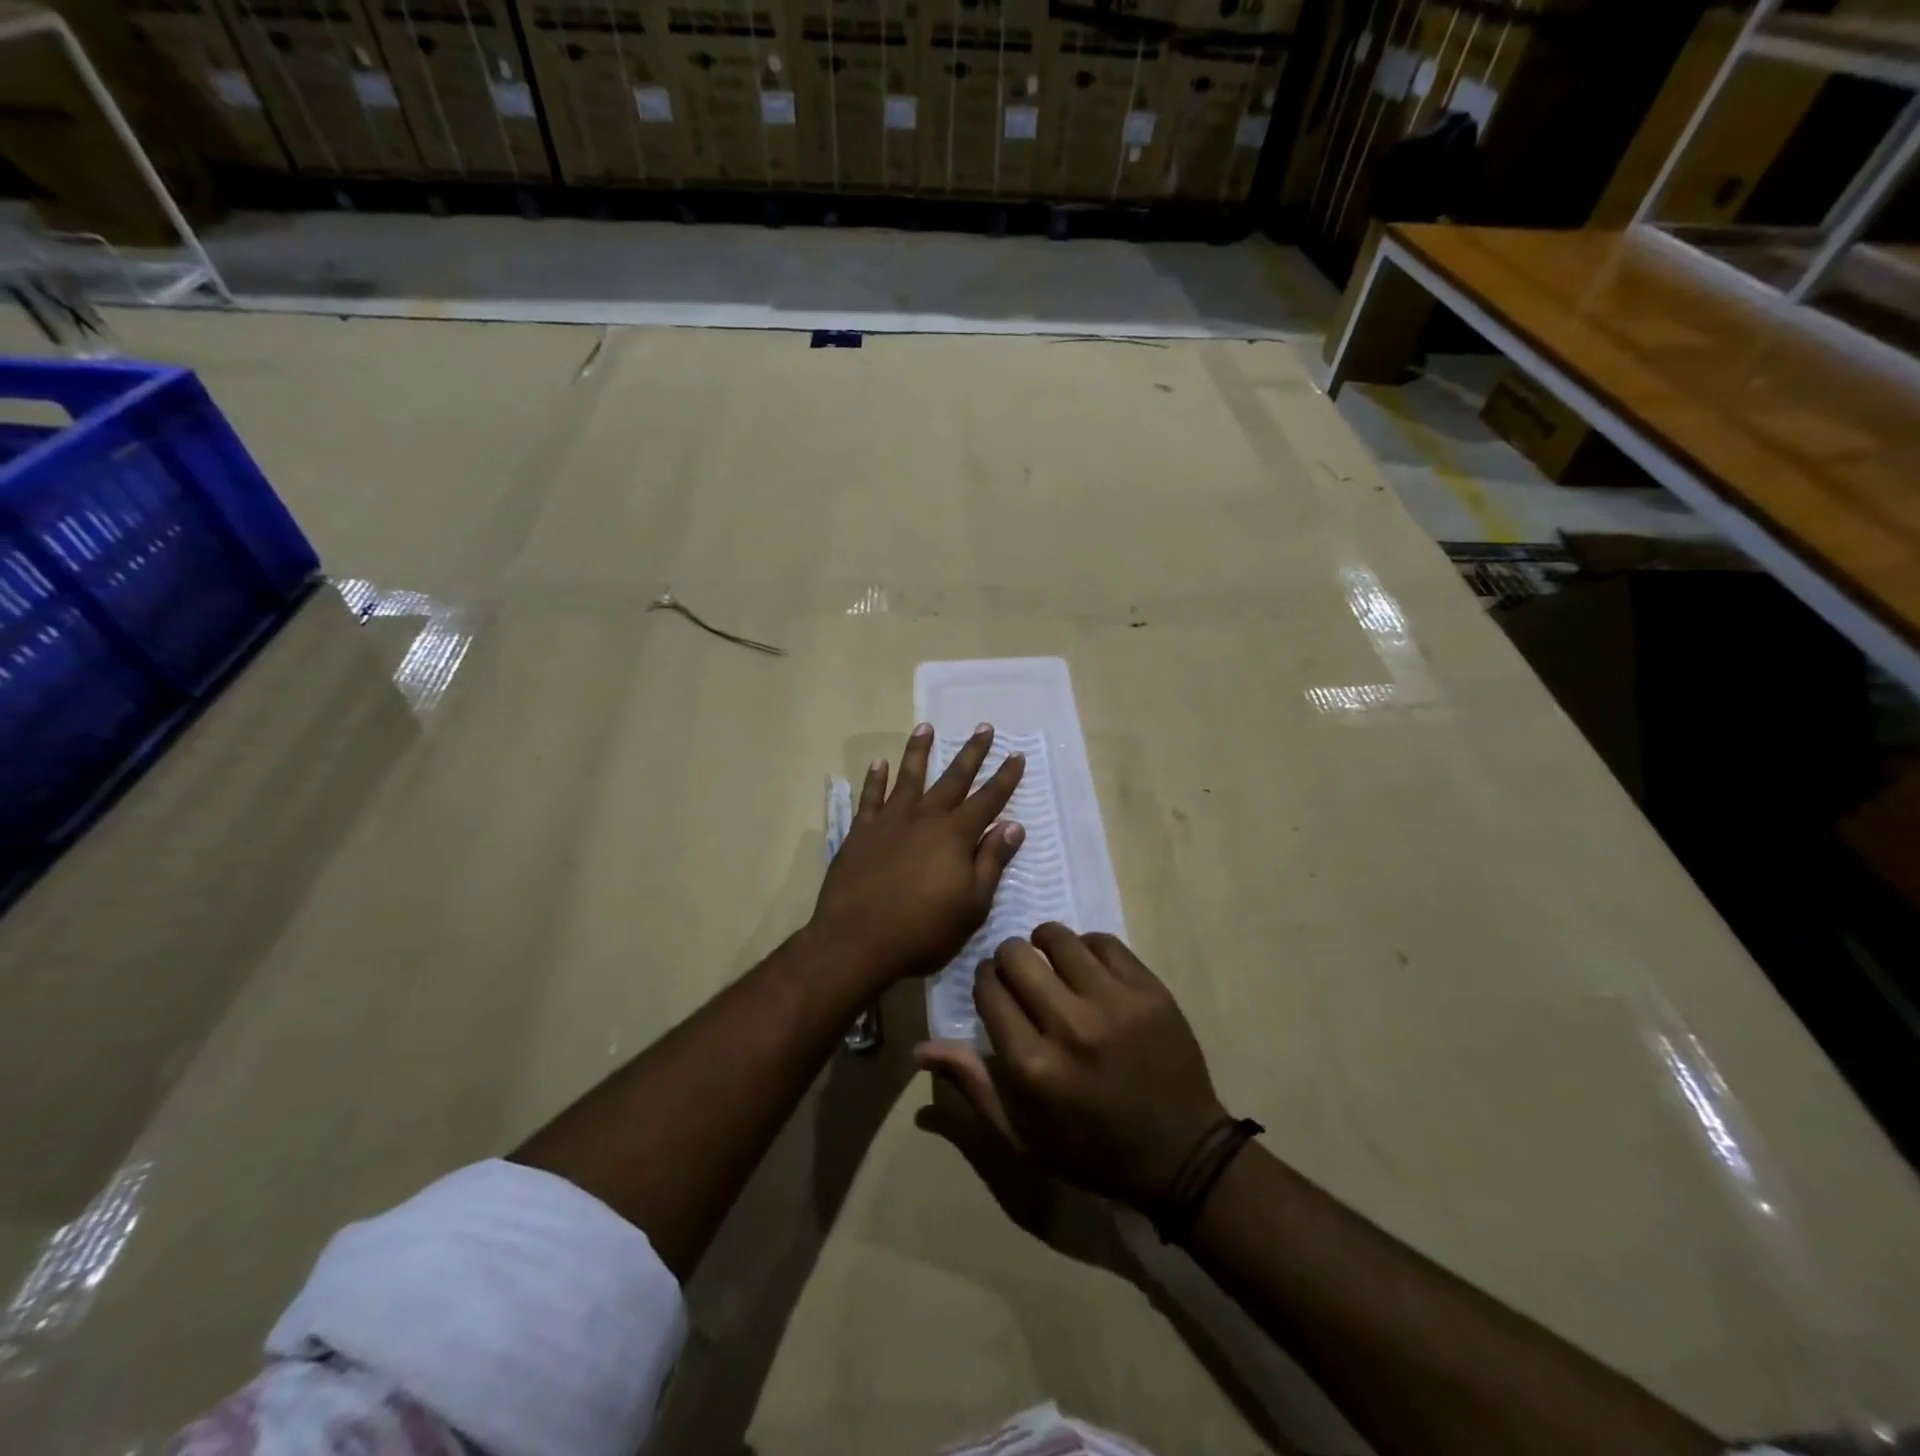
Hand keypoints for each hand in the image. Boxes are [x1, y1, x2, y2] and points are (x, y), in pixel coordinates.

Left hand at [809, 723, 1025, 986]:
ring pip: (908, 777)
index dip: (1005, 778)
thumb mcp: (972, 905)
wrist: (856, 941)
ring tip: (926, 727)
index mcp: (955, 835)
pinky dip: (875, 779)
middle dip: (971, 753)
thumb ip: (991, 861)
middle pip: (953, 779)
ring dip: (919, 751)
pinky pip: (869, 798)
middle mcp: (924, 818)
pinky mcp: (860, 832)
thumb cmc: (923, 931)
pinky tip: (878, 763)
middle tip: (984, 727)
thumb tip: (1012, 825)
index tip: (1016, 754)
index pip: (988, 799)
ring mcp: (889, 822)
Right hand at [915, 925, 1227, 1209]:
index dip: (984, 981)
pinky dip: (1087, 947)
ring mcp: (1115, 1004)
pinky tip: (1087, 965)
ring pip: (1058, 939)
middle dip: (1007, 959)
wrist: (1181, 1154)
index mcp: (1033, 1067)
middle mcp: (1070, 1027)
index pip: (988, 992)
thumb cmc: (1092, 1150)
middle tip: (1018, 974)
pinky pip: (1104, 942)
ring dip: (1044, 944)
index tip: (992, 986)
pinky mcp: (1149, 990)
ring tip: (1050, 961)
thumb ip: (973, 1084)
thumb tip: (920, 1047)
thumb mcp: (1023, 1135)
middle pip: (1016, 957)